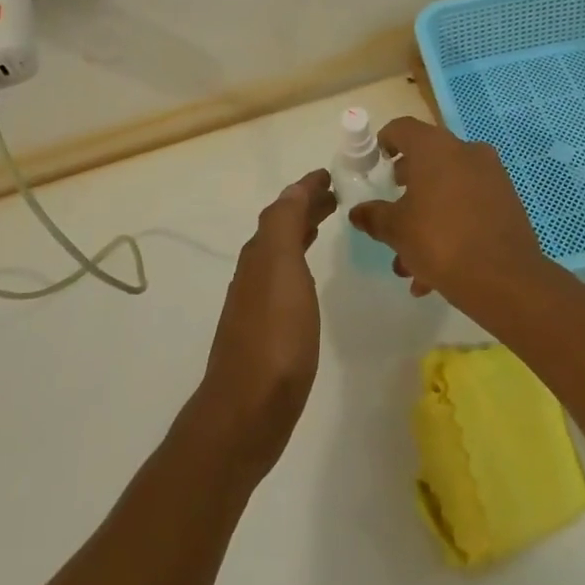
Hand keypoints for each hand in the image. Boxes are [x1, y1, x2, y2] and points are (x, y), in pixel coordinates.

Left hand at [190, 169, 336, 476]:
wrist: (248, 408)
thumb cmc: (275, 335)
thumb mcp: (281, 269)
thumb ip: (285, 225)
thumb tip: (293, 189)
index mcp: (261, 254)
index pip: (283, 208)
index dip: (305, 189)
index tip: (329, 175)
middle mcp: (255, 272)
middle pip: (281, 228)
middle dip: (305, 208)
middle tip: (336, 197)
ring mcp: (258, 303)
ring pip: (282, 253)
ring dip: (303, 233)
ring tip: (327, 225)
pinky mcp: (267, 330)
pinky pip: (285, 280)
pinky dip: (300, 263)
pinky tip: (310, 279)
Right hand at [350, 117, 550, 310]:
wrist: (505, 279)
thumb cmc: (440, 241)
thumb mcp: (396, 230)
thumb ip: (374, 217)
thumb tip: (358, 212)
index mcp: (435, 148)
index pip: (402, 129)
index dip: (384, 142)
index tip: (375, 163)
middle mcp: (466, 152)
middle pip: (428, 160)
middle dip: (407, 188)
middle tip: (392, 211)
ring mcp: (491, 176)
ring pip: (448, 190)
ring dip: (426, 218)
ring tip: (409, 262)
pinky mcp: (507, 202)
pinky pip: (469, 207)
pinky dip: (450, 228)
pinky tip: (435, 273)